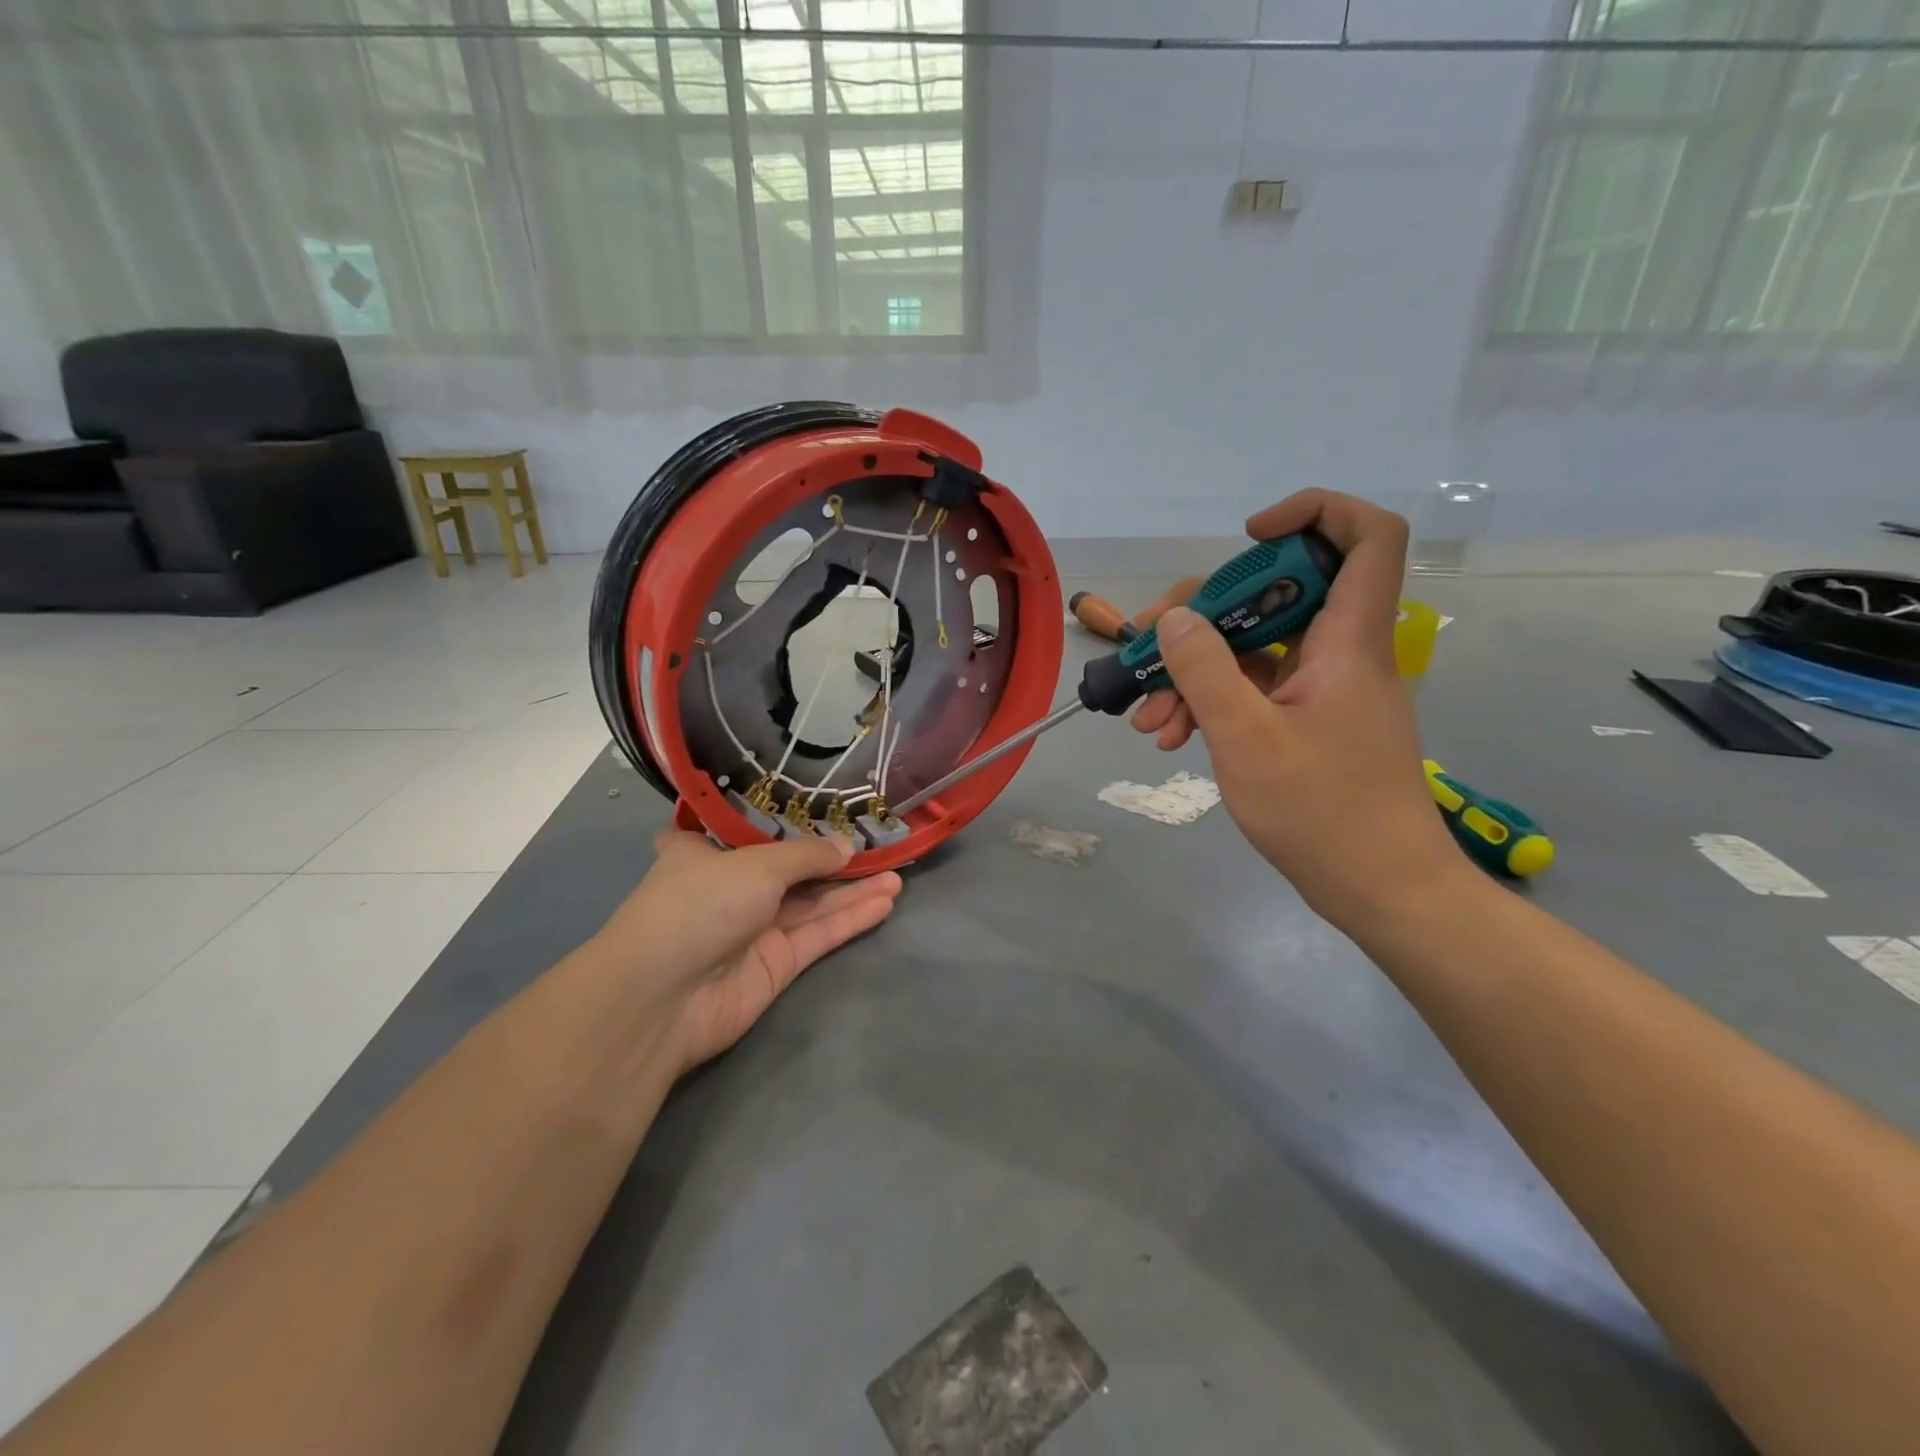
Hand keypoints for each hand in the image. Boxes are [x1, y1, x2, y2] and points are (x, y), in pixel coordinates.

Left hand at [596, 831, 902, 1072]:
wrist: (664, 996)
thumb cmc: (699, 903)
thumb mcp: (757, 864)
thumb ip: (807, 856)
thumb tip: (847, 847)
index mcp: (705, 853)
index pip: (744, 830)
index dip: (782, 821)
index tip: (818, 807)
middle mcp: (731, 887)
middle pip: (791, 868)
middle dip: (834, 859)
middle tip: (879, 845)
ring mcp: (754, 928)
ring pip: (812, 903)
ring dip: (852, 889)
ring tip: (897, 873)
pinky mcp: (776, 964)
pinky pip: (819, 934)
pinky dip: (850, 918)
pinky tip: (885, 901)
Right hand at [1130, 490, 1462, 924]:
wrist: (1382, 891)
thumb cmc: (1323, 812)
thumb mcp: (1246, 739)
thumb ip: (1205, 670)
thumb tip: (1175, 617)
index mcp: (1347, 640)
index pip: (1367, 536)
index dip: (1313, 513)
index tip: (1247, 536)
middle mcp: (1339, 652)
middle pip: (1278, 593)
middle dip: (1204, 615)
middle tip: (1146, 644)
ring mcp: (1322, 689)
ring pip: (1255, 649)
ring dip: (1195, 673)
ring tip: (1149, 721)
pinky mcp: (1307, 722)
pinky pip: (1255, 690)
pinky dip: (1213, 703)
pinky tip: (1172, 737)